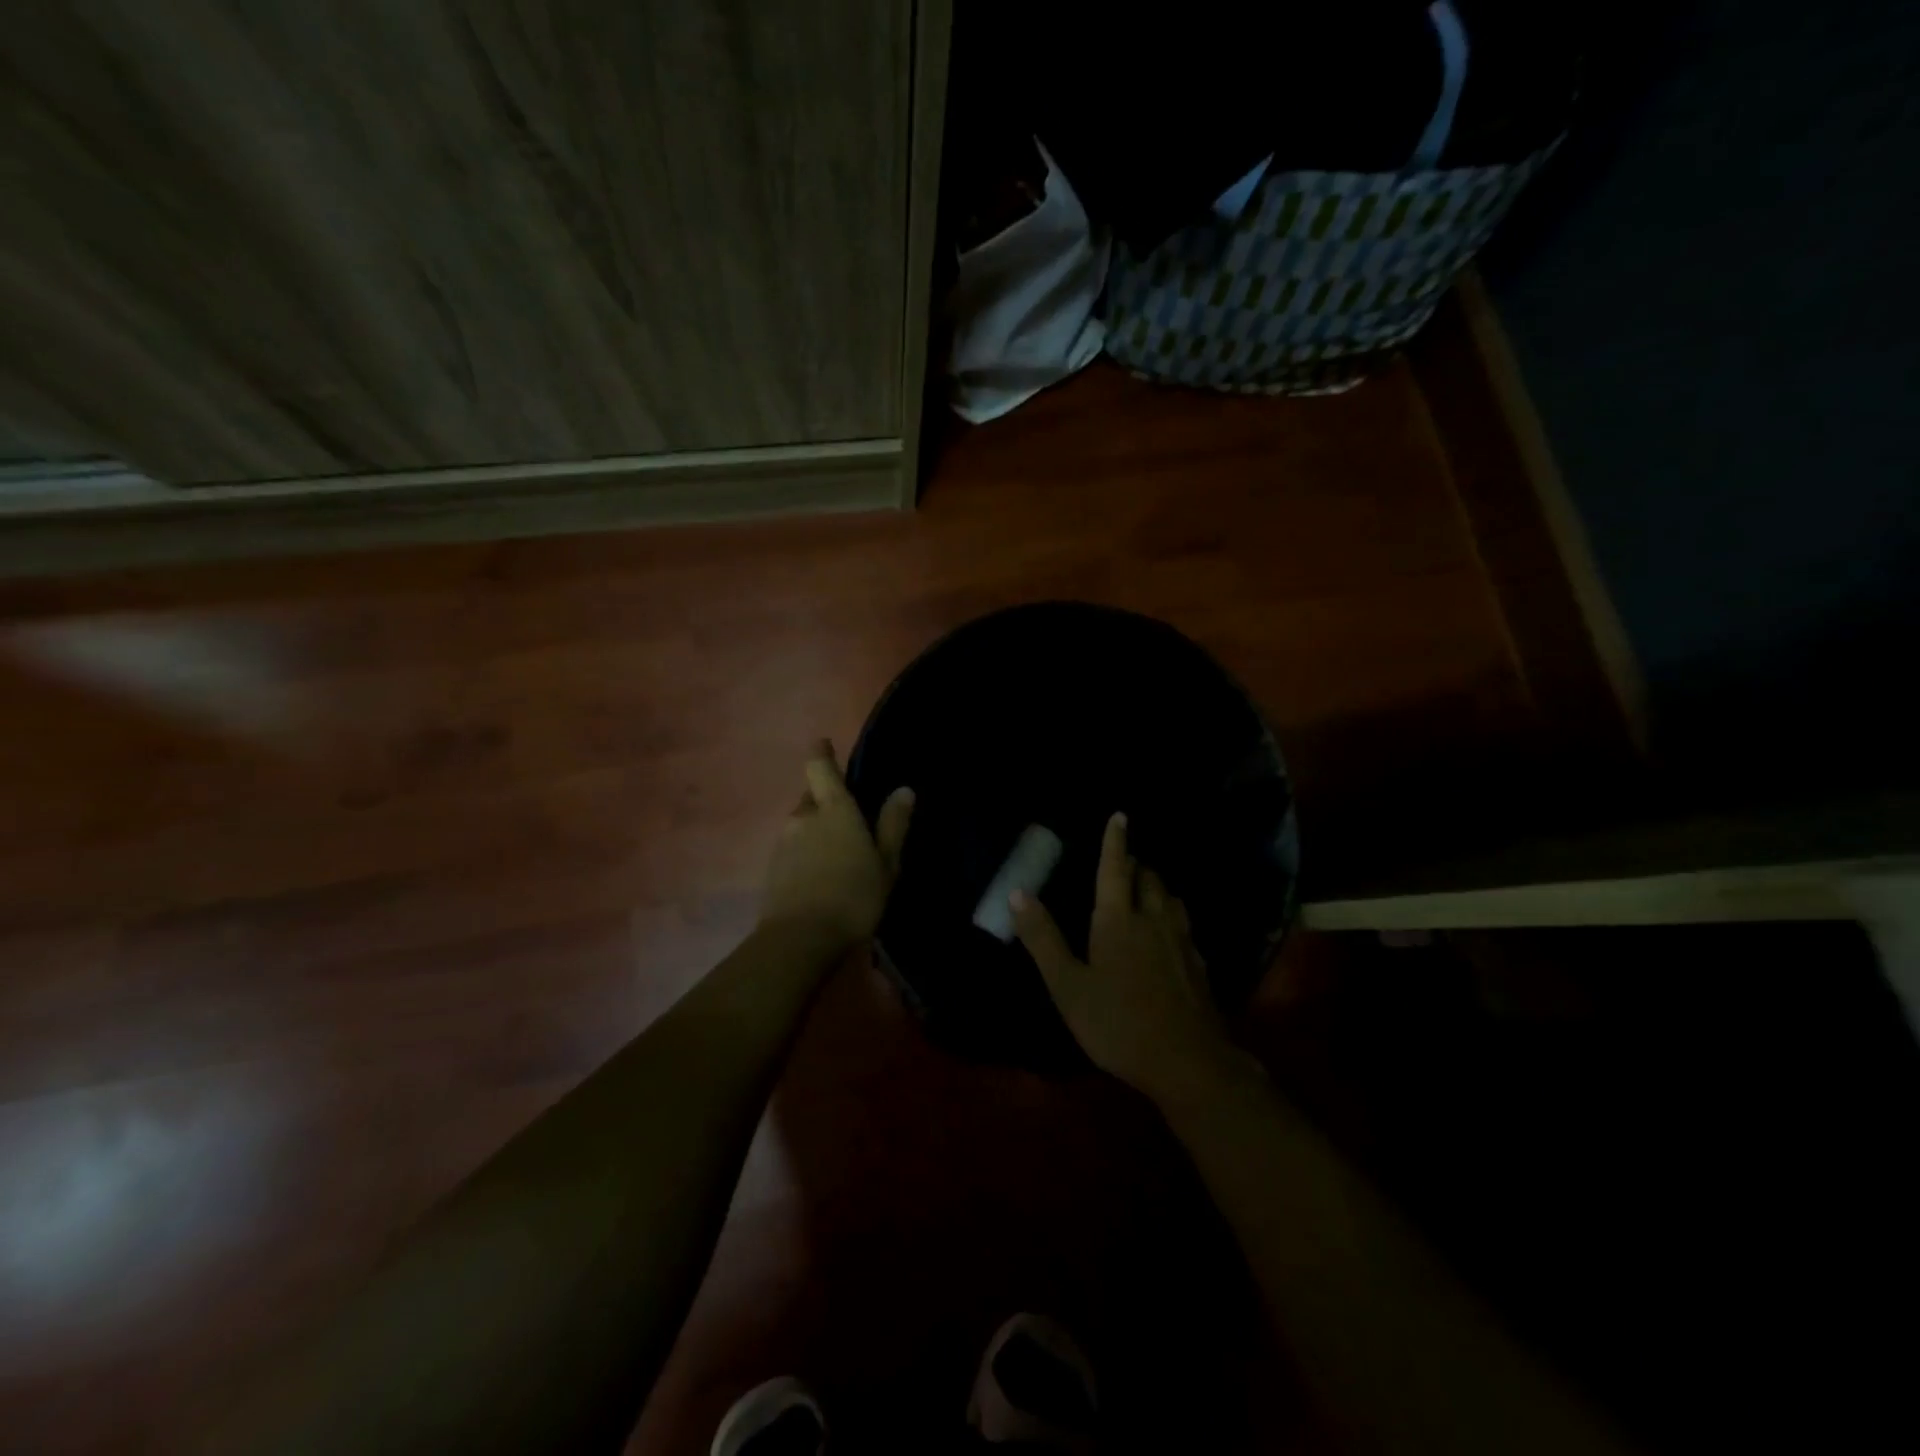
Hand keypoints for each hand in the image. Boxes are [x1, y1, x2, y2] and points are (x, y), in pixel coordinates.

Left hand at [759, 740, 913, 949]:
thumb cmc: (853, 896)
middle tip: (848, 819)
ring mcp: (783, 843)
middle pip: (810, 797)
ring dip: (815, 830)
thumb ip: (893, 825)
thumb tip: (903, 790)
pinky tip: (820, 875)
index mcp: (833, 809)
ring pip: (800, 824)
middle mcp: (803, 818)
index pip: (819, 767)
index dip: (821, 753)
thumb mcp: (886, 863)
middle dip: (825, 801)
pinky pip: (792, 848)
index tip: (824, 744)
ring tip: (837, 853)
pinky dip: (805, 853)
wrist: (800, 940)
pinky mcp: (772, 869)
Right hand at [1013, 813, 1240, 1101]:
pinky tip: (1169, 935)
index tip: (1120, 816)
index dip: (1115, 842)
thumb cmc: (1117, 1022)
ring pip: (1171, 899)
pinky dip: (1173, 916)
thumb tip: (1018, 893)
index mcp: (1118, 919)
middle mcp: (1153, 920)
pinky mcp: (1198, 964)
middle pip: (1149, 879)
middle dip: (1136, 865)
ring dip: (1157, 888)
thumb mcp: (1068, 985)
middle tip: (1124, 864)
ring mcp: (1181, 942)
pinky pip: (1184, 926)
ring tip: (1146, 891)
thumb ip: (1043, 938)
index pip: (1115, 868)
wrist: (1188, 1062)